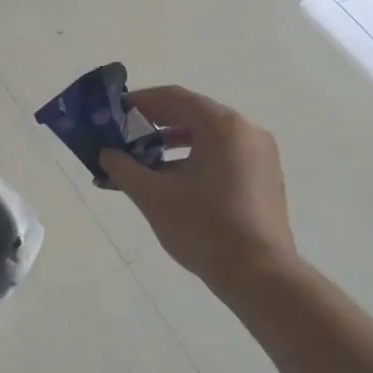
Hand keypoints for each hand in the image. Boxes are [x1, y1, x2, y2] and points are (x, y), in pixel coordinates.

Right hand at [99, 86, 296, 289]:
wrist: (259, 275)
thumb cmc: (203, 227)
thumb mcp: (154, 196)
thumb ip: (125, 168)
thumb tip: (107, 154)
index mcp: (222, 125)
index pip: (174, 97)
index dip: (141, 101)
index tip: (116, 110)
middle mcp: (246, 130)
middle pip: (194, 113)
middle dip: (157, 122)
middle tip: (126, 134)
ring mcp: (261, 154)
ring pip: (211, 136)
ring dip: (176, 141)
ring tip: (146, 158)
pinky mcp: (266, 176)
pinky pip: (226, 154)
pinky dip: (198, 157)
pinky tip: (175, 180)